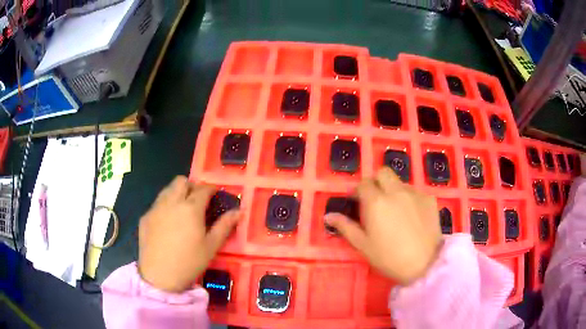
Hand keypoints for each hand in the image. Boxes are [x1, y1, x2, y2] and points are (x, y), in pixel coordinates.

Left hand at [138, 176, 240, 292]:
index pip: (203, 189)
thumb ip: (225, 226)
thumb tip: (239, 211)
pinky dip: (165, 206)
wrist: (159, 276)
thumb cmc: (189, 262)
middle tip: (197, 200)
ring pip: (167, 190)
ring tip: (182, 209)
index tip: (215, 193)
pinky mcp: (145, 217)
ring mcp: (155, 208)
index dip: (211, 188)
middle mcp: (171, 202)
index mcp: (191, 208)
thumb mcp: (211, 246)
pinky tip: (167, 223)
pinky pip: (156, 204)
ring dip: (176, 193)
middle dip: (191, 186)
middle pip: (181, 181)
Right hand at [325, 168, 441, 284]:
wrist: (424, 264)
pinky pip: (415, 192)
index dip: (358, 191)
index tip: (357, 202)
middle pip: (383, 172)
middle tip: (376, 200)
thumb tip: (329, 216)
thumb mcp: (363, 245)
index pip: (363, 184)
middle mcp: (395, 191)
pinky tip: (412, 216)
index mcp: (376, 201)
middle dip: (377, 182)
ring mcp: (415, 193)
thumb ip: (345, 227)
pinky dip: (410, 199)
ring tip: (395, 210)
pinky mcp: (429, 199)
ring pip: (400, 182)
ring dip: (393, 190)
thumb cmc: (389, 257)